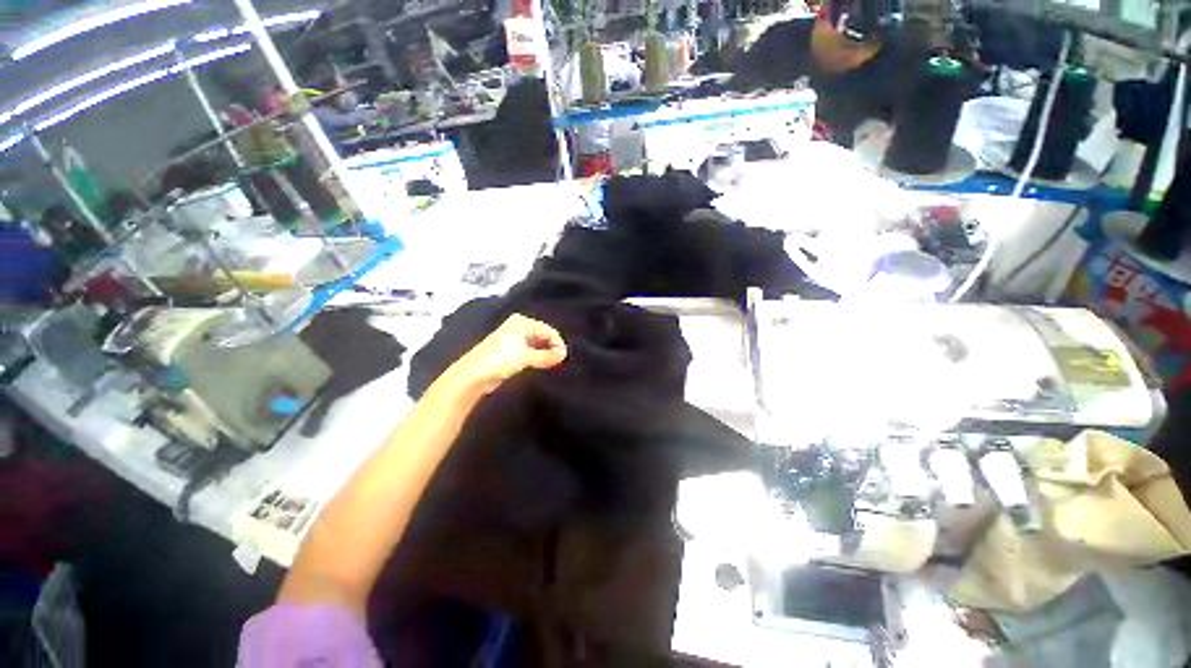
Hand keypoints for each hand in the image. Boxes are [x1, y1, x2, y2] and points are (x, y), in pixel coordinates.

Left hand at [445, 314, 567, 394]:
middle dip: (552, 348)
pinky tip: (542, 364)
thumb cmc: (500, 359)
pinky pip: (531, 351)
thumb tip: (563, 355)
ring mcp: (515, 339)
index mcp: (522, 322)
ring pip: (537, 345)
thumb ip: (546, 356)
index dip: (557, 343)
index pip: (548, 330)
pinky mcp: (512, 351)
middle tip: (559, 361)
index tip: (563, 357)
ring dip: (545, 354)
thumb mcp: (526, 357)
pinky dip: (538, 357)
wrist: (474, 374)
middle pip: (543, 336)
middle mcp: (519, 327)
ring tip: (552, 364)